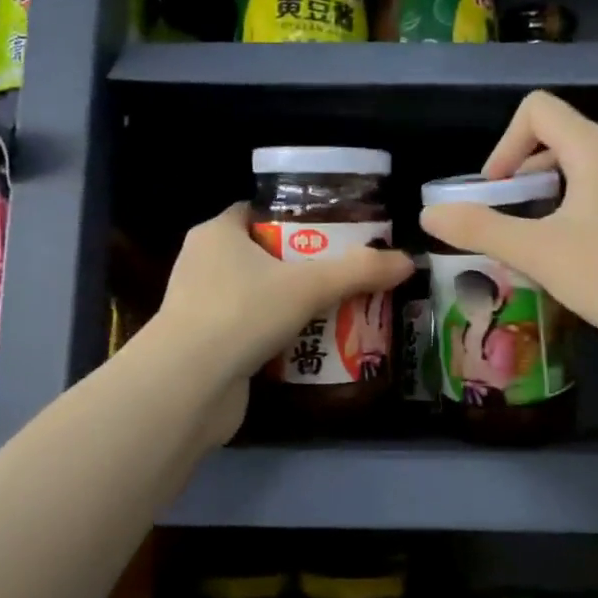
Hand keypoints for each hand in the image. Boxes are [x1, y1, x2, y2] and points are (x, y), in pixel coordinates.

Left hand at [148, 203, 411, 439]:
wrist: (190, 385)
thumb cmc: (243, 313)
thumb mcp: (309, 286)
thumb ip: (360, 272)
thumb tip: (407, 262)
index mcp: (217, 234)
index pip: (256, 212)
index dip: (294, 218)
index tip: (332, 232)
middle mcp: (202, 264)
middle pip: (262, 255)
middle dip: (302, 266)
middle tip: (344, 274)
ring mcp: (200, 307)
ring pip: (257, 296)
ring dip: (292, 304)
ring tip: (336, 309)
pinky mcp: (206, 344)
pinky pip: (250, 330)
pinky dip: (277, 335)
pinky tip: (311, 345)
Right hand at [419, 92, 597, 369]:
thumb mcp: (536, 252)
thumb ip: (479, 228)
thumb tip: (428, 214)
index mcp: (596, 149)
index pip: (539, 110)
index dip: (505, 143)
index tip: (496, 191)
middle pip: (558, 138)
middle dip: (522, 172)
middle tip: (508, 218)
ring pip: (581, 168)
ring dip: (546, 194)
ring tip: (534, 240)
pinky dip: (573, 210)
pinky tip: (570, 255)